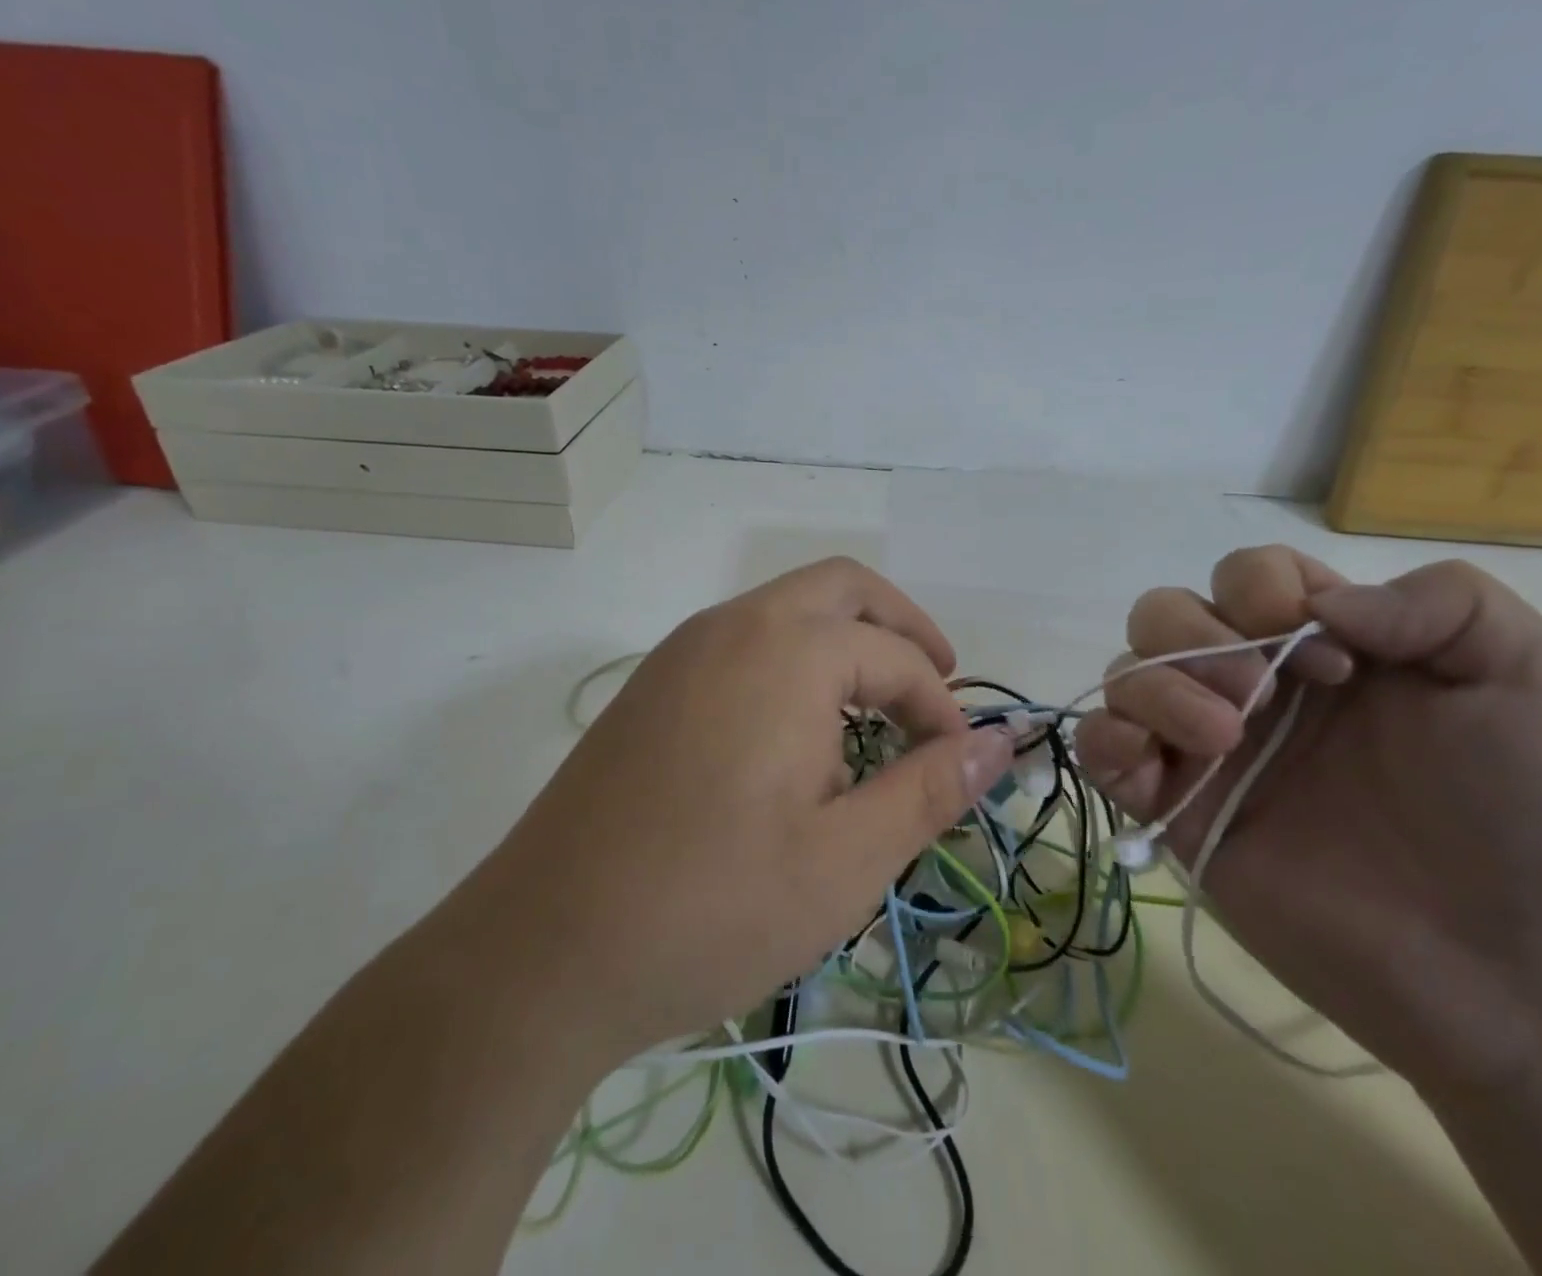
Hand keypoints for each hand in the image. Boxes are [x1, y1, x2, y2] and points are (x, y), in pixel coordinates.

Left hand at [483, 558, 1013, 1062]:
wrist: (542, 952)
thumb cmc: (712, 907)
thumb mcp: (845, 860)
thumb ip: (930, 789)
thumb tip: (999, 743)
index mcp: (787, 651)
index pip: (896, 655)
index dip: (940, 708)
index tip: (956, 767)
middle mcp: (733, 626)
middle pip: (842, 588)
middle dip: (900, 628)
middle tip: (934, 688)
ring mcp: (682, 650)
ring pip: (787, 609)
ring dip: (844, 643)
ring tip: (872, 718)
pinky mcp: (652, 685)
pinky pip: (745, 641)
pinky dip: (794, 660)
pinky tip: (796, 734)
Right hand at [1075, 548, 1541, 1091]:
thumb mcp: (1540, 678)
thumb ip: (1441, 602)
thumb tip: (1321, 605)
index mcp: (1333, 651)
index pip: (1246, 576)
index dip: (1260, 586)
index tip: (1330, 656)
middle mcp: (1260, 692)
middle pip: (1166, 613)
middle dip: (1196, 634)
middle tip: (1259, 692)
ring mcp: (1212, 754)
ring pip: (1126, 674)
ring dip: (1155, 685)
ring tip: (1222, 738)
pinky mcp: (1179, 815)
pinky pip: (1101, 752)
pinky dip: (1104, 739)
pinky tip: (1148, 764)